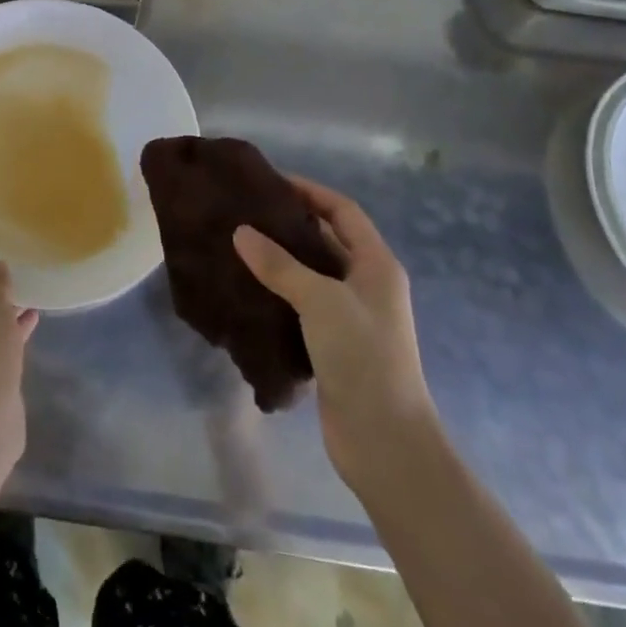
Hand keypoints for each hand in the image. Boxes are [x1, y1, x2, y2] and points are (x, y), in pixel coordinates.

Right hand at [233, 177, 434, 487]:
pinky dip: (279, 295)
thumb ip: (279, 264)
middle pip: (326, 240)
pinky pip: (303, 307)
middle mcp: (367, 285)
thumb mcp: (320, 301)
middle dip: (290, 225)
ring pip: (312, 275)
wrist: (386, 443)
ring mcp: (351, 318)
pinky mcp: (334, 347)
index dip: (310, 192)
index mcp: (376, 264)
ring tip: (239, 247)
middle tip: (246, 213)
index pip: (343, 211)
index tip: (272, 182)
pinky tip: (248, 292)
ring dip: (281, 262)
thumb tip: (240, 231)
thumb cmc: (363, 358)